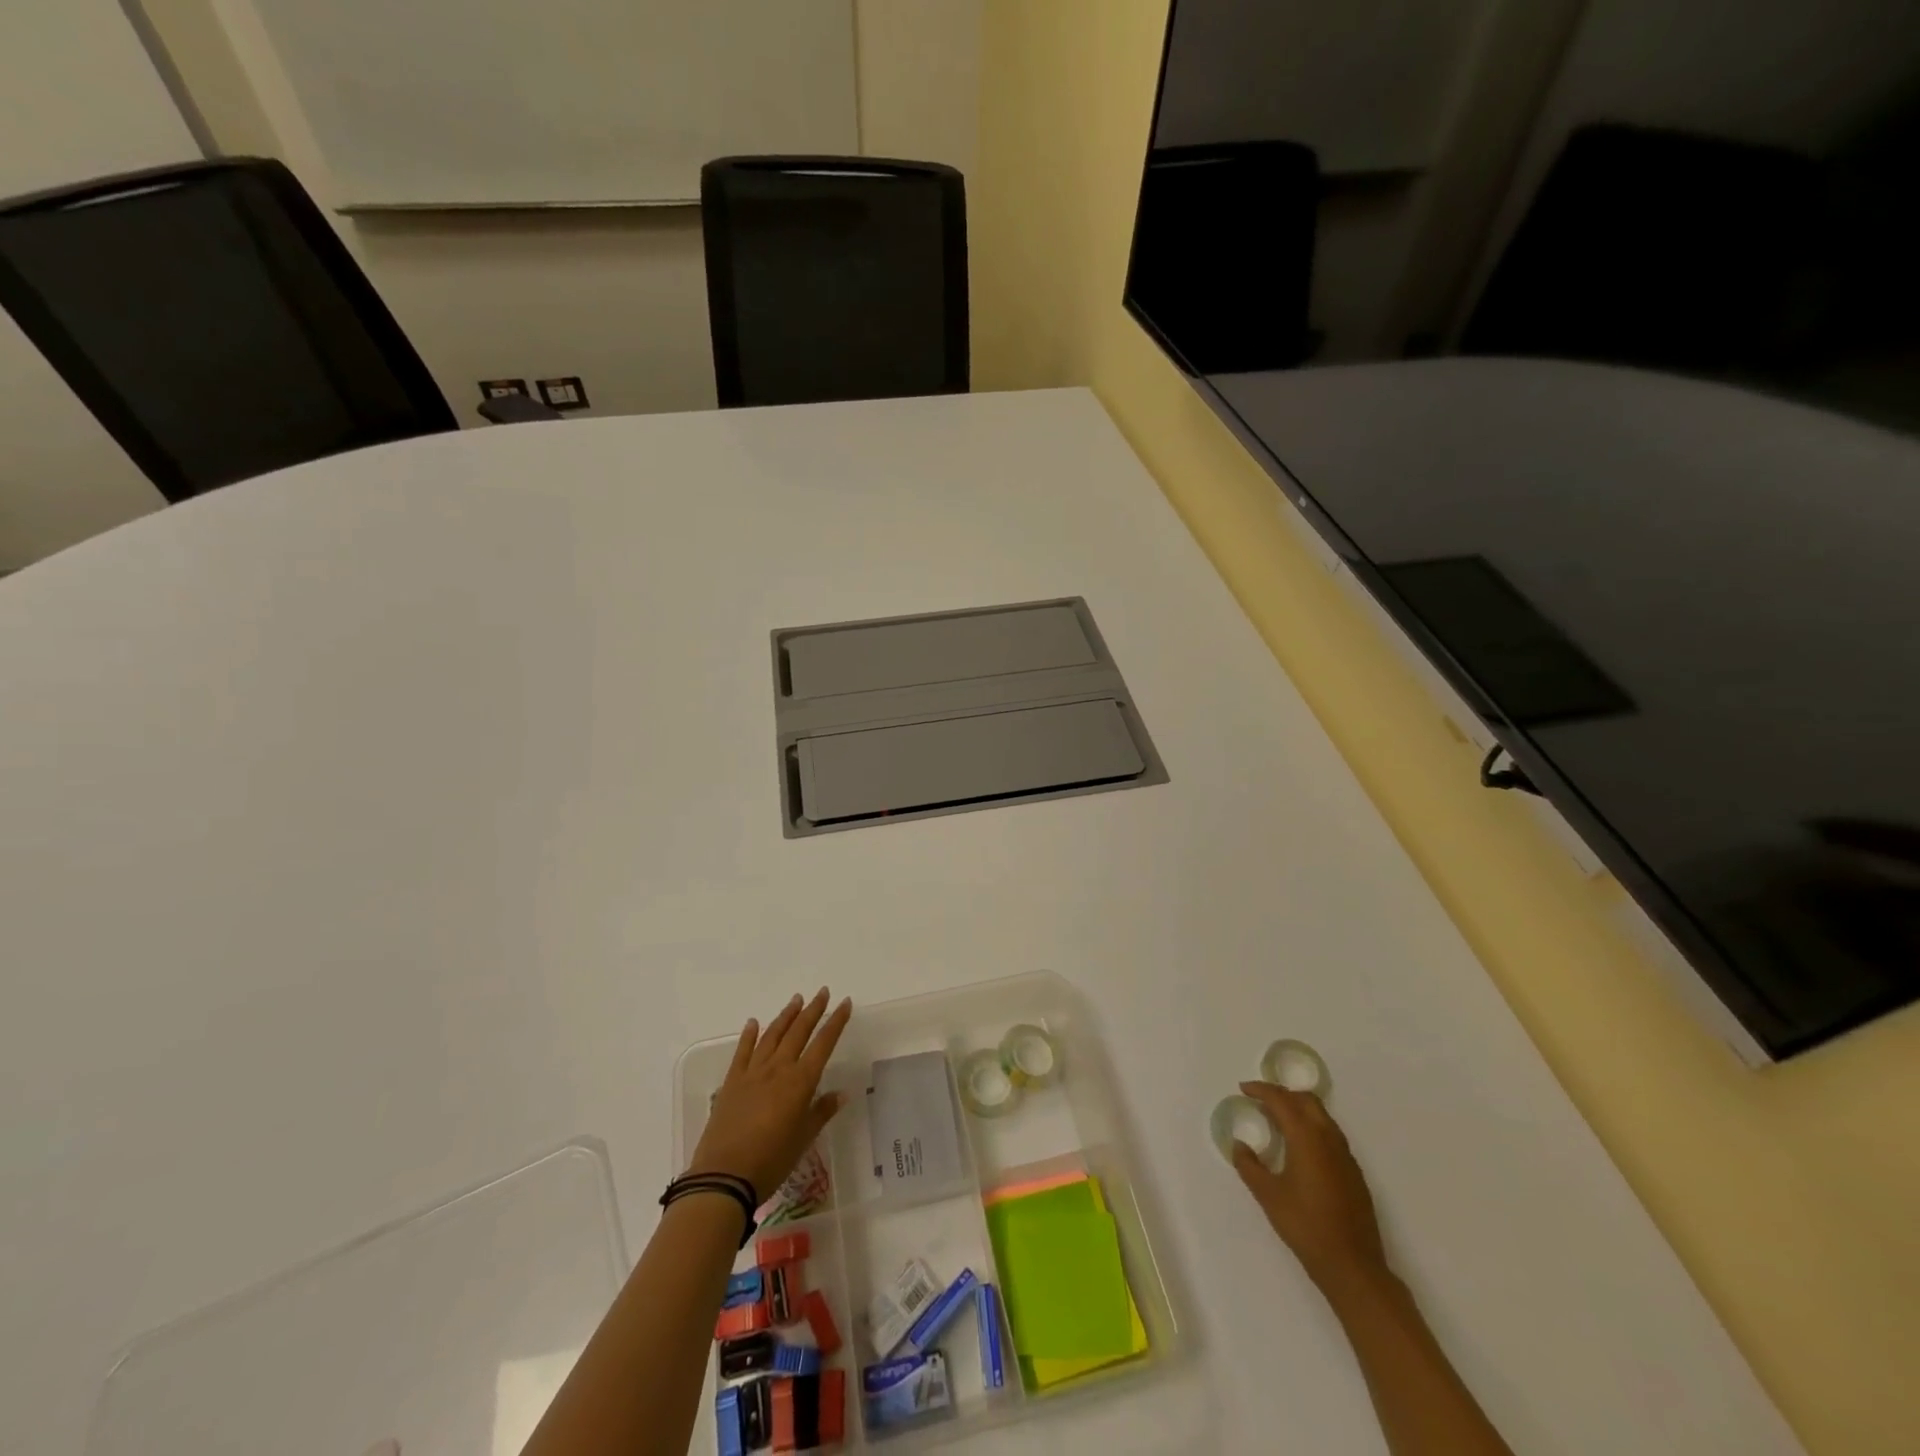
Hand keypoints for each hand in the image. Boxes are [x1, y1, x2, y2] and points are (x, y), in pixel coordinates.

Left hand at [689, 989, 852, 1199]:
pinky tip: (753, 1023)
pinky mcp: (732, 1082)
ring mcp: (753, 1072)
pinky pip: (743, 1051)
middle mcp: (778, 1069)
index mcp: (800, 1082)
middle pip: (799, 1031)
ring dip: (786, 1016)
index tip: (845, 1003)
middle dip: (813, 1010)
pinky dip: (749, 1035)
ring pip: (772, 1035)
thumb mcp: (803, 1139)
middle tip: (822, 992)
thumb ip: (821, 1112)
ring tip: (796, 1000)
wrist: (724, 1176)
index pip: (824, 1044)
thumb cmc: (771, 1161)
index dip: (836, 1022)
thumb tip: (841, 1094)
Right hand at [1232, 1081, 1389, 1296]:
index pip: (1282, 1100)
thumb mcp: (1268, 1196)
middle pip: (1306, 1100)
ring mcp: (1346, 1156)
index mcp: (1307, 1138)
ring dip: (1299, 1110)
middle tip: (1261, 1102)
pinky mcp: (1354, 1173)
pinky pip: (1331, 1135)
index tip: (1244, 1089)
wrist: (1353, 1266)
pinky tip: (1301, 1150)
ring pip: (1322, 1116)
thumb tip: (1239, 1146)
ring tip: (1278, 1122)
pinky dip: (1312, 1128)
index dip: (1261, 1090)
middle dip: (1283, 1095)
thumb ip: (1249, 1166)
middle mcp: (1329, 1139)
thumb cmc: (1306, 1226)